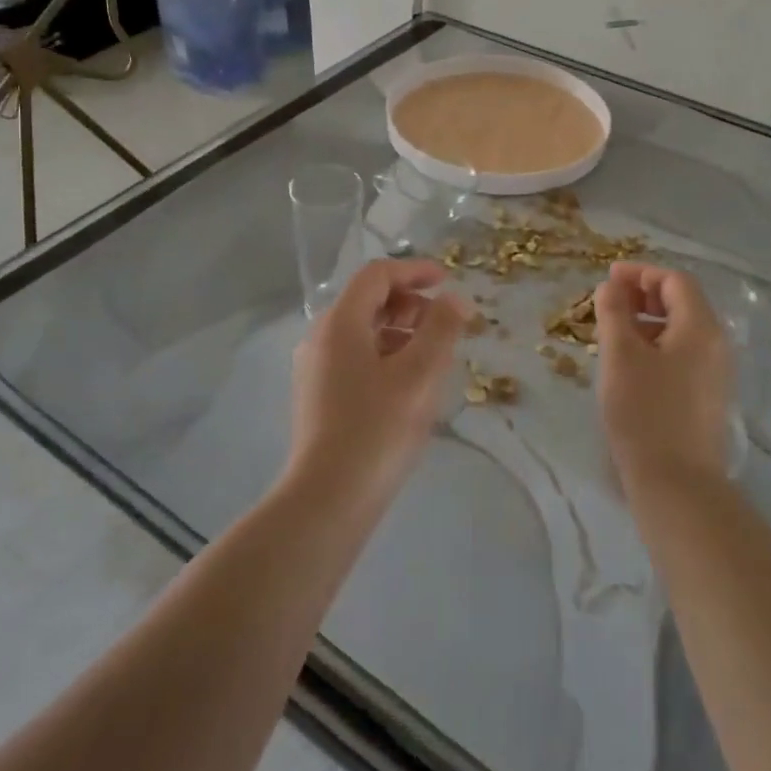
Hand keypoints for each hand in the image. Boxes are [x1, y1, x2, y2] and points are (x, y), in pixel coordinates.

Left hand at [289, 259, 467, 502]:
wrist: (327, 500)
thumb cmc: (377, 429)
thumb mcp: (420, 375)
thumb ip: (441, 329)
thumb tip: (455, 299)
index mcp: (340, 323)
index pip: (377, 275)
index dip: (414, 271)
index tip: (448, 281)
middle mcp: (320, 338)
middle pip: (368, 301)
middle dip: (410, 303)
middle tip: (445, 323)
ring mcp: (315, 368)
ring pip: (363, 332)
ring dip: (400, 331)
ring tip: (434, 356)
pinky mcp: (319, 396)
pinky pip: (355, 357)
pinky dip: (385, 355)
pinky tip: (409, 384)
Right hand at [594, 262, 732, 493]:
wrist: (676, 483)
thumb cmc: (644, 411)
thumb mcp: (620, 355)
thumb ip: (614, 312)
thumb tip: (611, 286)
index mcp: (701, 327)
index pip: (675, 281)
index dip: (641, 273)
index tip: (608, 278)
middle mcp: (716, 344)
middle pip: (682, 303)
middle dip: (644, 295)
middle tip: (609, 303)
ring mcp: (716, 372)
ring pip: (681, 330)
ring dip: (648, 321)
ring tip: (613, 334)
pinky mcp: (708, 396)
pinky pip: (683, 354)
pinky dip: (656, 345)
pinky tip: (630, 363)